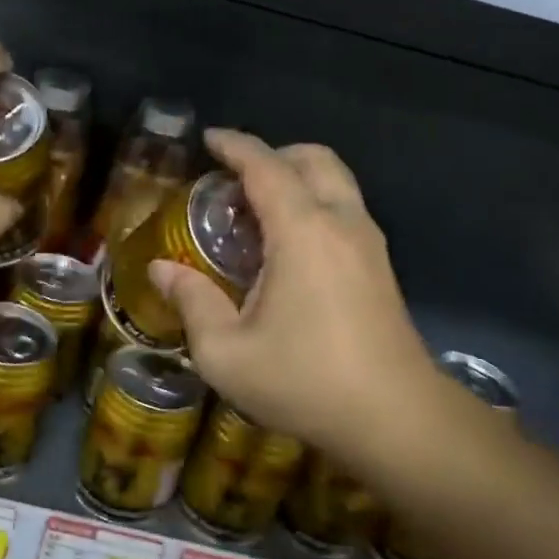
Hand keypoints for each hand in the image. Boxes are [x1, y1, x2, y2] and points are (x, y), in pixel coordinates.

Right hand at [148, 131, 451, 471]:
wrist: (397, 419)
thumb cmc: (305, 381)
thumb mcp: (227, 352)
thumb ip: (192, 302)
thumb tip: (162, 270)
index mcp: (303, 230)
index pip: (265, 166)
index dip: (235, 145)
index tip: (209, 139)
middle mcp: (342, 222)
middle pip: (313, 159)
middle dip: (273, 154)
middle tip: (234, 180)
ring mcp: (369, 243)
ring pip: (336, 182)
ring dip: (297, 180)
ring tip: (257, 213)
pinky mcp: (381, 267)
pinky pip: (345, 210)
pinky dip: (315, 205)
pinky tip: (288, 248)